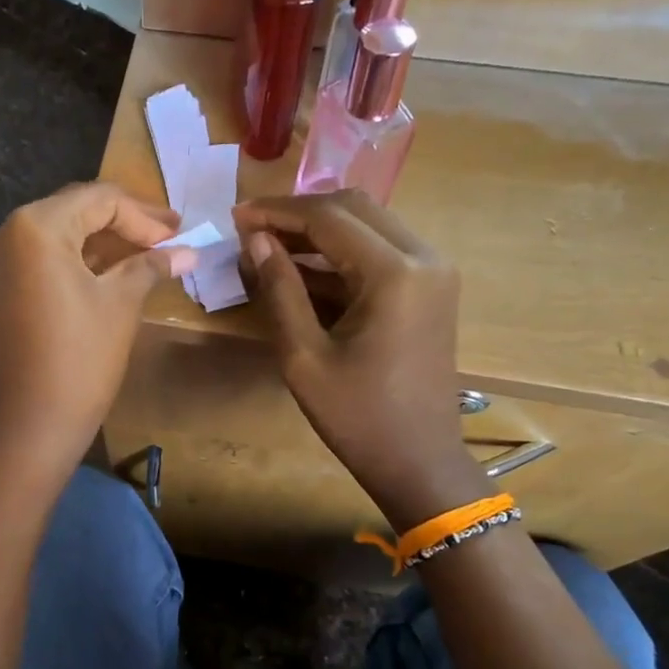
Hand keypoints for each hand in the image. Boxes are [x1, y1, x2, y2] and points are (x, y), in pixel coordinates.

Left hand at [0, 183, 192, 483]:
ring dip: (102, 243)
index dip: (144, 216)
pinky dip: (76, 263)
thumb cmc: (79, 361)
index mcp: (35, 226)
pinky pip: (40, 261)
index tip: (180, 236)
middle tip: (169, 238)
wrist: (27, 429)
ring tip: (147, 256)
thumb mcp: (120, 305)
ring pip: (58, 236)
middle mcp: (5, 234)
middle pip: (75, 211)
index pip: (99, 200)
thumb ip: (150, 266)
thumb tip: (188, 252)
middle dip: (124, 224)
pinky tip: (110, 274)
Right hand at [234, 191, 490, 529]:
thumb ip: (280, 289)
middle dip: (298, 213)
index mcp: (394, 273)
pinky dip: (340, 253)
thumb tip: (255, 239)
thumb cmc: (356, 416)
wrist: (418, 460)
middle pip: (353, 208)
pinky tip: (301, 268)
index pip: (329, 217)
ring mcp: (432, 271)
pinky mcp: (430, 288)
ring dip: (318, 230)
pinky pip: (380, 251)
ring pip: (368, 224)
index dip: (278, 211)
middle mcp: (423, 258)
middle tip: (251, 230)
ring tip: (268, 246)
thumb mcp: (303, 356)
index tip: (235, 217)